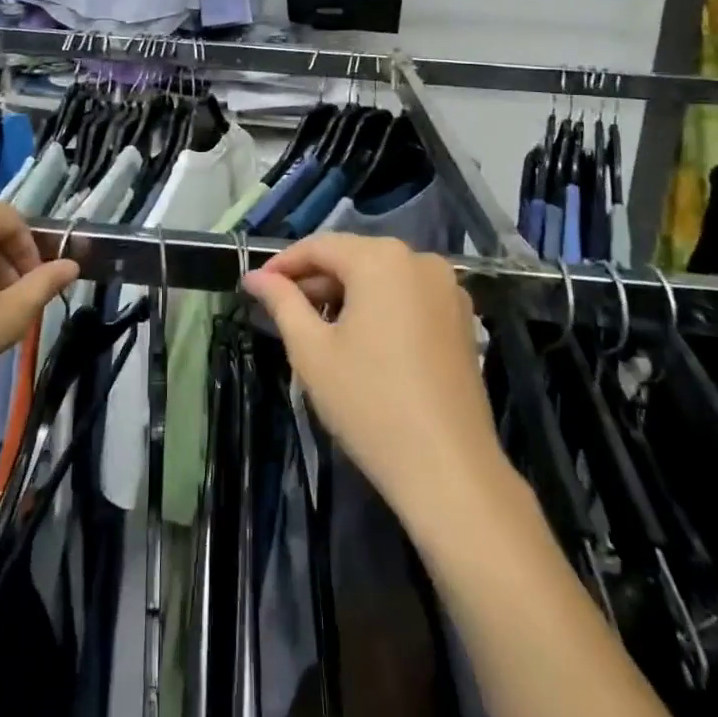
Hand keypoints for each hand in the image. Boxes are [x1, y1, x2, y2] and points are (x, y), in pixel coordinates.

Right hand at [242, 233, 504, 524]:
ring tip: (317, 327)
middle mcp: (419, 259)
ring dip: (346, 293)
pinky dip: (380, 306)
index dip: (283, 264)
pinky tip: (361, 340)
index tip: (256, 286)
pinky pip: (408, 296)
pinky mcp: (461, 317)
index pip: (319, 246)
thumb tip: (255, 277)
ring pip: (382, 276)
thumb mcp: (312, 350)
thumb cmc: (370, 402)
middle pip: (353, 257)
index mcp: (381, 258)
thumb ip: (281, 302)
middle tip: (282, 310)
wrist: (449, 469)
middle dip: (315, 280)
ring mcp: (447, 287)